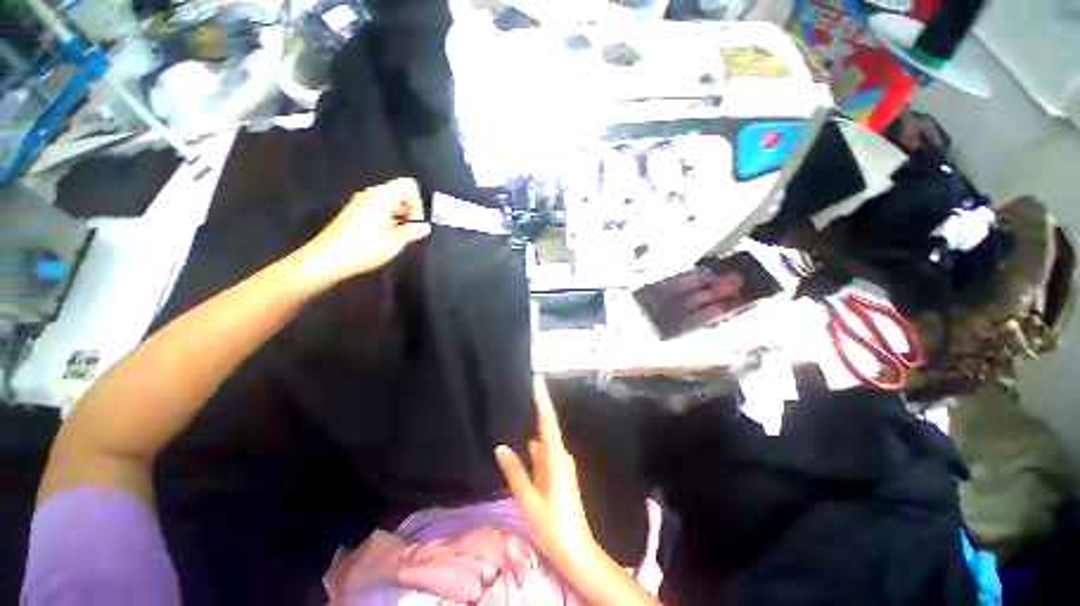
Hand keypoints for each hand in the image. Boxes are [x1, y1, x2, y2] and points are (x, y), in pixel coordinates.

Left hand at [296, 177, 431, 287]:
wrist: (326, 260)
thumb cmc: (363, 249)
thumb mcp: (394, 242)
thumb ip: (413, 231)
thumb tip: (425, 227)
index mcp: (381, 196)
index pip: (409, 185)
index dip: (418, 203)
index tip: (415, 224)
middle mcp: (370, 194)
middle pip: (400, 192)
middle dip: (410, 211)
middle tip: (409, 232)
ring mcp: (361, 203)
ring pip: (390, 202)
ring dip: (400, 217)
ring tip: (398, 237)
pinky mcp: (355, 213)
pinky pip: (379, 209)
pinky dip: (388, 219)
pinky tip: (385, 238)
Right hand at [495, 377, 599, 569]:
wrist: (576, 550)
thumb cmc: (552, 524)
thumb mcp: (528, 498)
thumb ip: (515, 471)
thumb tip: (501, 447)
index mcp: (556, 458)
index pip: (547, 421)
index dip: (542, 399)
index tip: (538, 380)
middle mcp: (560, 456)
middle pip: (545, 428)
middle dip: (534, 411)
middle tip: (518, 395)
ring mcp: (561, 465)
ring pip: (543, 443)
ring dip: (531, 432)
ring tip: (514, 417)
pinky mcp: (558, 474)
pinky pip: (543, 455)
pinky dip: (532, 450)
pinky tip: (520, 449)